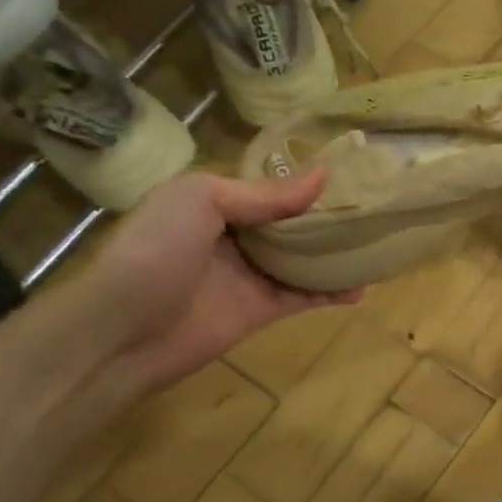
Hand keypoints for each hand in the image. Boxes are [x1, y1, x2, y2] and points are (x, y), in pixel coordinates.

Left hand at [70, 167, 358, 391]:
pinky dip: (332, 294)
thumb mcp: (200, 200)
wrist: (123, 332)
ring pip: (304, 259)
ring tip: (378, 244)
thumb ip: (264, 194)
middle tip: (375, 207)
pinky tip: (362, 289)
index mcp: (216, 200)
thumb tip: (324, 175)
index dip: (305, 179)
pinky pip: (304, 297)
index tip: (350, 170)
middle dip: (328, 216)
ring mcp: (250, 274)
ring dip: (336, 254)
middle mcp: (236, 234)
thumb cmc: (154, 252)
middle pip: (292, 222)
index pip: (270, 185)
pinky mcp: (262, 310)